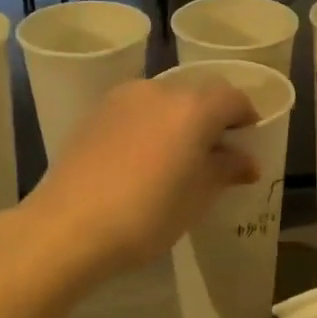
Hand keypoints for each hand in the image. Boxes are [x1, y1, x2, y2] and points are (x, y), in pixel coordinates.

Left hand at [22, 77, 258, 281]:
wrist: (68, 226)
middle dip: (212, 117)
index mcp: (193, 107)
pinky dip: (149, 125)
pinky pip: (135, 110)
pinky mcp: (94, 114)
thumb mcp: (199, 197)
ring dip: (178, 120)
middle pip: (198, 94)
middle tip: (214, 152)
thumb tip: (247, 161)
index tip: (248, 140)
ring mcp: (122, 99)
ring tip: (175, 157)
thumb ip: (227, 170)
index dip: (246, 116)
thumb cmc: (147, 214)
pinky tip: (141, 159)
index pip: (232, 98)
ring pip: (163, 100)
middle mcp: (159, 90)